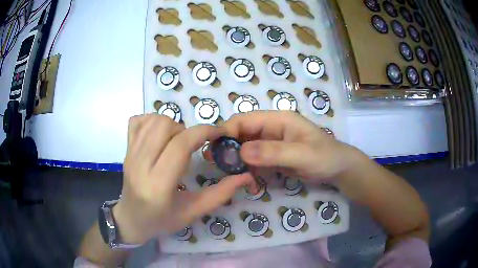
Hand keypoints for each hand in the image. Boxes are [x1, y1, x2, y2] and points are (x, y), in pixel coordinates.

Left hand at [113, 114, 254, 243]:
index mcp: (158, 184)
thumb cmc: (162, 220)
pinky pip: (137, 120)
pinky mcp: (126, 148)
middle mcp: (140, 164)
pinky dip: (152, 120)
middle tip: (192, 146)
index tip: (219, 133)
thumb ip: (220, 194)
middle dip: (186, 130)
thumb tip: (245, 176)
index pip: (180, 145)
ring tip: (176, 142)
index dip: (203, 132)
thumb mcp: (193, 212)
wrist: (131, 219)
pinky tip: (159, 135)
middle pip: (165, 126)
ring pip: (153, 120)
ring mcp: (130, 154)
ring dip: (171, 124)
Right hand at [221, 111, 364, 180]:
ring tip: (229, 174)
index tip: (213, 148)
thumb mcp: (302, 154)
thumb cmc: (325, 157)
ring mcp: (271, 143)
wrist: (338, 169)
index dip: (227, 131)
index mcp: (278, 119)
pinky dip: (248, 169)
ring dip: (236, 160)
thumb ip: (274, 152)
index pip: (245, 120)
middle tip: (215, 163)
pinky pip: (254, 160)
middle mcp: (271, 128)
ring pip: (245, 148)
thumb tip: (241, 152)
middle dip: (228, 147)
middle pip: (241, 133)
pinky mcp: (273, 157)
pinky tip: (248, 181)